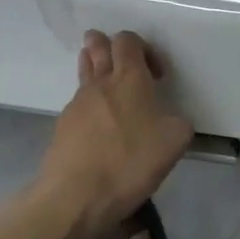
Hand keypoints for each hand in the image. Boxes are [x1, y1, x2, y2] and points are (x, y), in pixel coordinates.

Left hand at [40, 30, 193, 236]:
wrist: (75, 197)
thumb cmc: (129, 162)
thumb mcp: (175, 142)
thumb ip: (178, 123)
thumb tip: (170, 121)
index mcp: (129, 78)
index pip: (128, 40)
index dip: (143, 47)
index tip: (156, 75)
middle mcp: (100, 83)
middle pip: (97, 47)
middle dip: (104, 44)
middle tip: (114, 53)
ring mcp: (76, 105)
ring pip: (84, 73)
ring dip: (93, 68)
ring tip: (104, 80)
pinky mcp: (61, 128)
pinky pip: (77, 104)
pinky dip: (88, 104)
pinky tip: (97, 125)